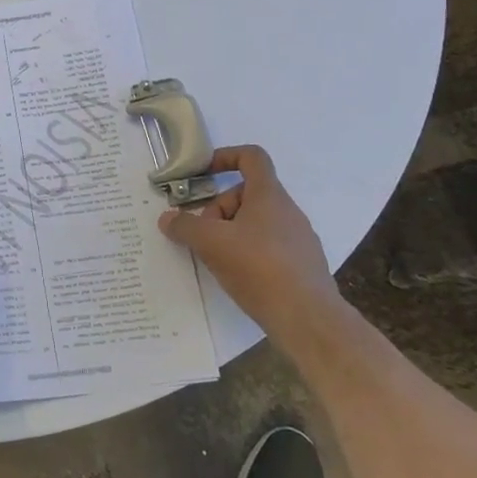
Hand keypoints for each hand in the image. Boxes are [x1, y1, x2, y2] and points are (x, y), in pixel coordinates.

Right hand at [157, 146, 341, 342]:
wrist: (309, 320)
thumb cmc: (258, 268)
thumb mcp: (210, 243)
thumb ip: (184, 226)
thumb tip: (167, 219)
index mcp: (269, 195)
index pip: (251, 157)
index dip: (225, 157)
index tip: (203, 174)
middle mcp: (288, 211)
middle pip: (246, 194)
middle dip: (219, 209)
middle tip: (203, 235)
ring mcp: (299, 239)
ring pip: (256, 222)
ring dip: (232, 233)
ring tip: (218, 259)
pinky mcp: (303, 266)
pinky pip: (269, 247)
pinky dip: (249, 253)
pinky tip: (239, 277)